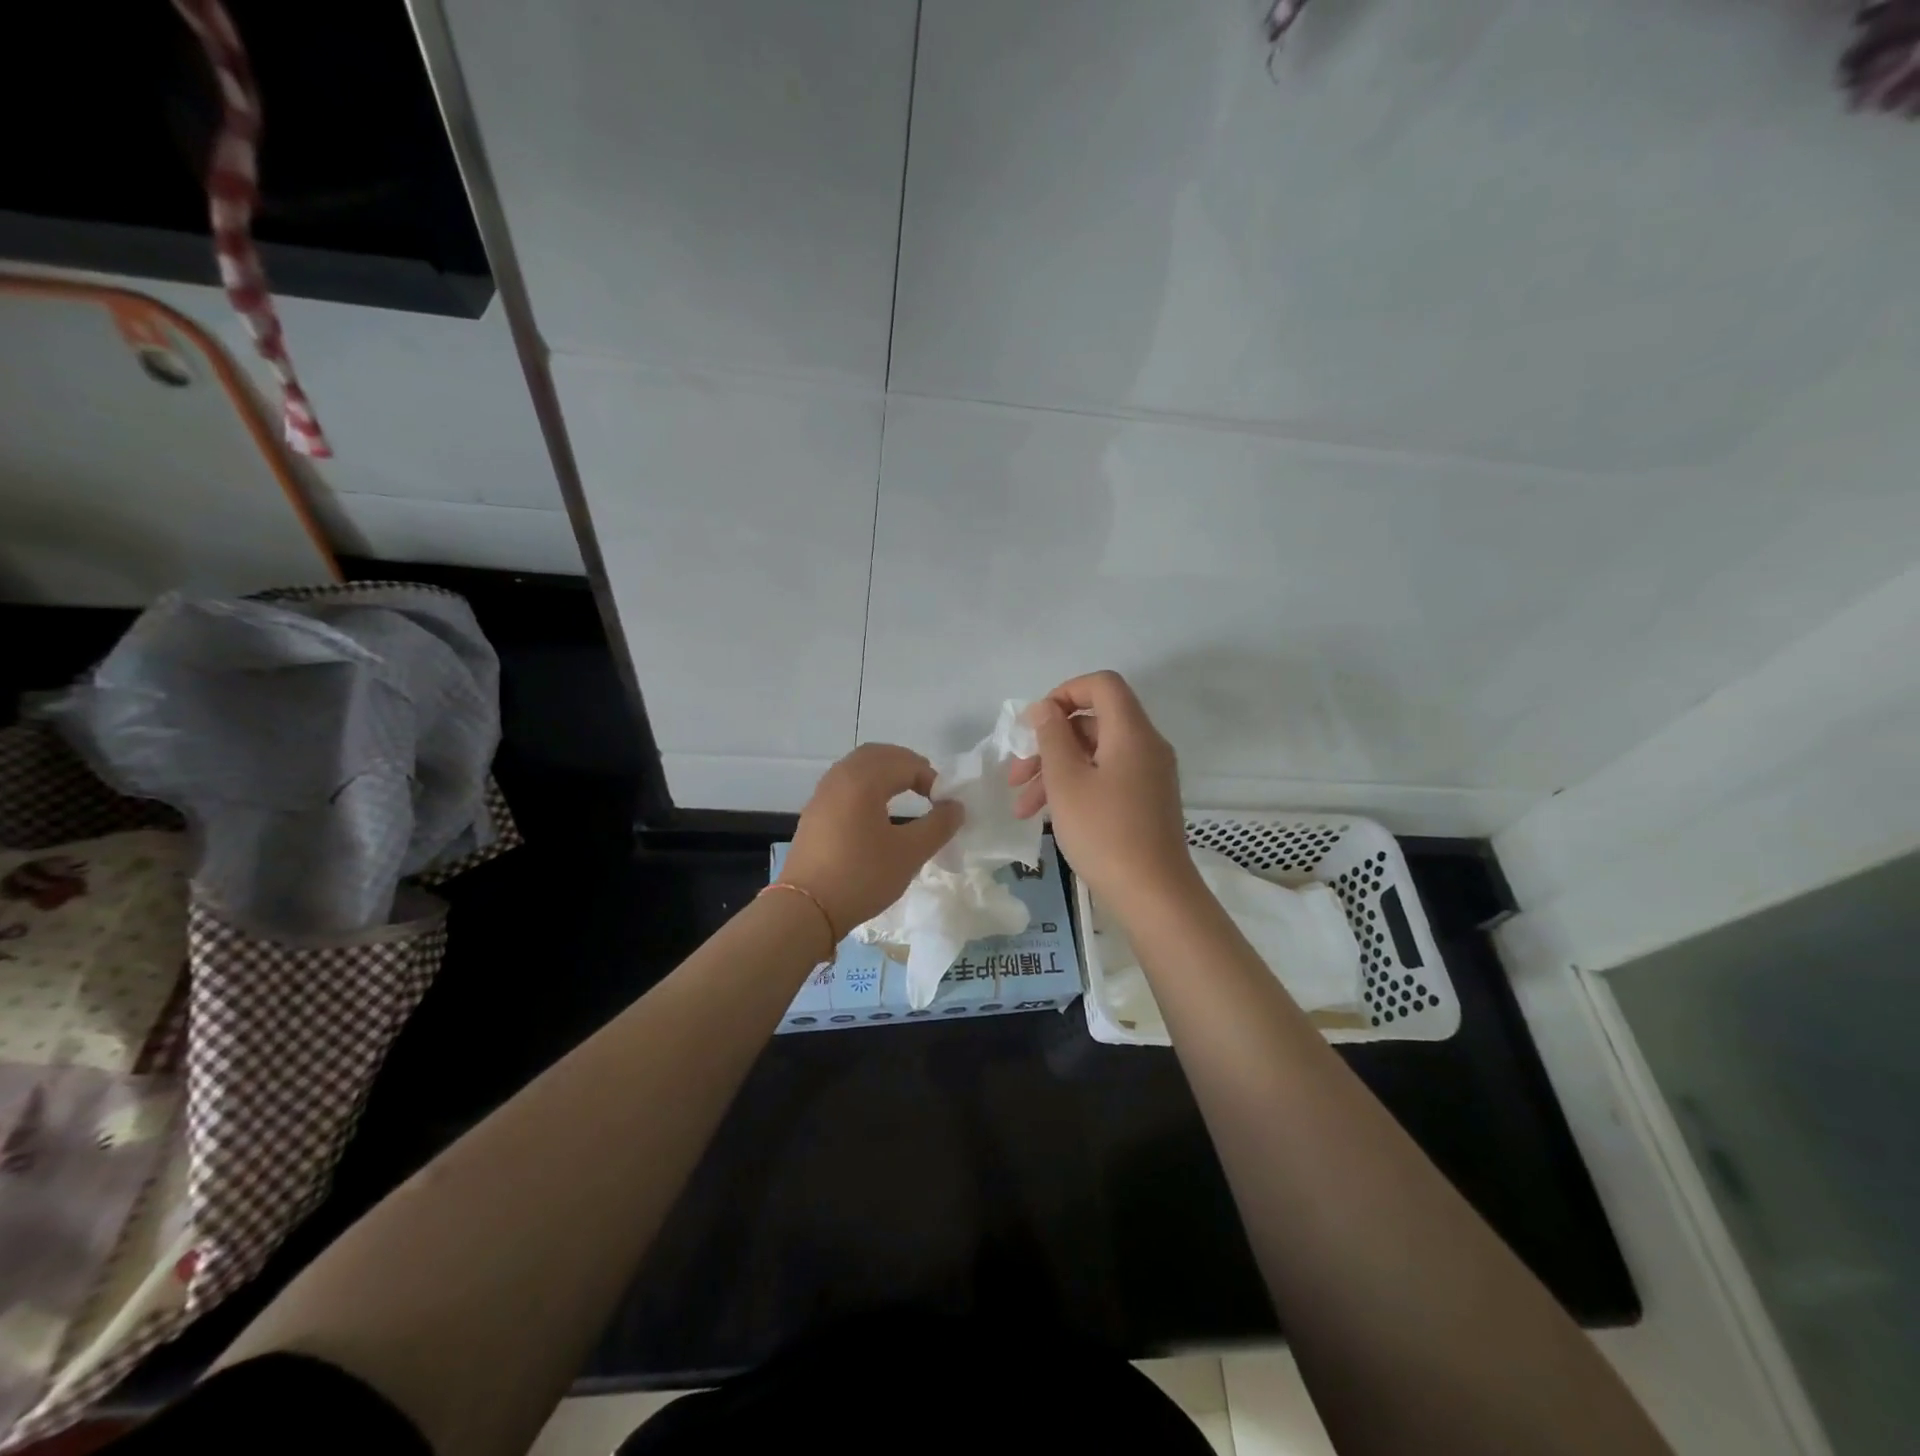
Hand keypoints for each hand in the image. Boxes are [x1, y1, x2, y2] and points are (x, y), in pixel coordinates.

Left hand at [781, 743, 963, 939]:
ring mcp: (822, 794)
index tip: (944, 805)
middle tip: (927, 788)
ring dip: (885, 773)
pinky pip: (844, 783)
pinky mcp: (814, 813)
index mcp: (863, 780)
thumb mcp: (909, 853)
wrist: (806, 909)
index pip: (905, 763)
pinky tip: (876, 812)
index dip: (931, 778)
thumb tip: (955, 806)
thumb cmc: (862, 876)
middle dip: (906, 765)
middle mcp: (840, 777)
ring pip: (858, 767)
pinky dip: (866, 785)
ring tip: (905, 795)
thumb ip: (938, 825)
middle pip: (878, 754)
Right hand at [1008, 671, 1196, 909]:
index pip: (1102, 684)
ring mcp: (1149, 775)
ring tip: (1022, 806)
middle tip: (1016, 773)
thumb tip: (1046, 708)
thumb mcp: (1066, 781)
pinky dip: (1076, 787)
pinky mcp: (1146, 801)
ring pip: (1095, 754)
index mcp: (1131, 732)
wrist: (1153, 894)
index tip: (1034, 723)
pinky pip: (1107, 777)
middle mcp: (1146, 745)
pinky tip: (1047, 815)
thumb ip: (1052, 736)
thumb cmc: (1104, 832)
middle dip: (1049, 743)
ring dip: (1055, 771)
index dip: (1064, 692)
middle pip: (1093, 722)